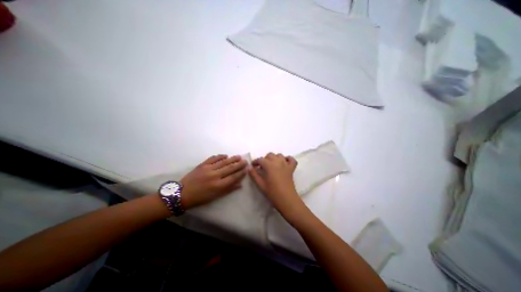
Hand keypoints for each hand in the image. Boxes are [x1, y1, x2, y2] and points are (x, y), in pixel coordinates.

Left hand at [180, 155, 246, 208]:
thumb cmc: (200, 198)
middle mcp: (215, 176)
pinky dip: (220, 156)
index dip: (241, 173)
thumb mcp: (215, 197)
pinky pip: (213, 158)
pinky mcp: (202, 165)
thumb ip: (228, 190)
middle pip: (230, 168)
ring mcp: (208, 169)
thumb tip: (240, 184)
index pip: (233, 177)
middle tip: (245, 161)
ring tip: (238, 156)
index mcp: (218, 185)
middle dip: (239, 164)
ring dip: (232, 159)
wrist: (182, 194)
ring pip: (223, 162)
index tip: (247, 169)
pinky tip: (225, 155)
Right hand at [249, 153, 305, 216]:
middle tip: (262, 168)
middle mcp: (278, 162)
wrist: (286, 199)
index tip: (253, 166)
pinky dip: (288, 159)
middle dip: (264, 160)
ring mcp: (286, 164)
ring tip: (272, 165)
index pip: (260, 159)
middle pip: (270, 155)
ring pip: (279, 155)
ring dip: (274, 158)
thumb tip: (249, 168)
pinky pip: (291, 159)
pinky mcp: (292, 168)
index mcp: (269, 165)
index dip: (255, 162)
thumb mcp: (260, 184)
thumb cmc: (272, 193)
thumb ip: (254, 175)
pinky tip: (284, 163)